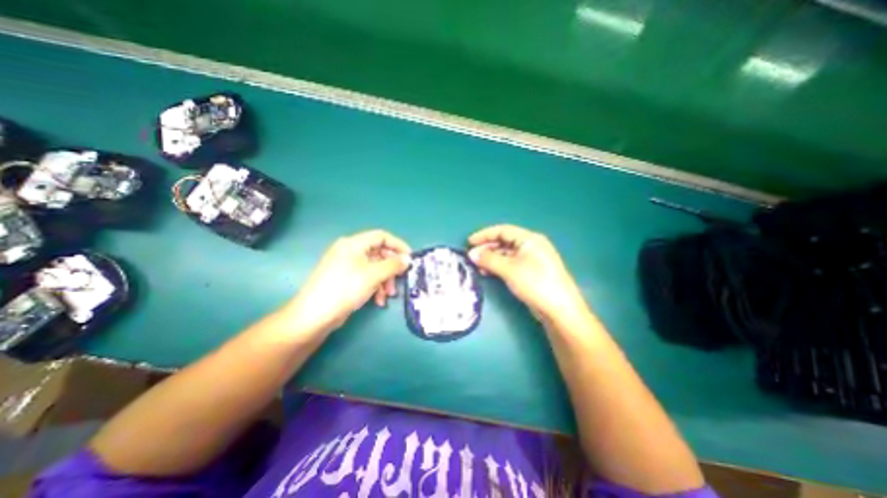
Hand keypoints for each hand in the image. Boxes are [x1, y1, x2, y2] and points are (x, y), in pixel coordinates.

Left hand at [282, 231, 409, 336]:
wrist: (314, 316)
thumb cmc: (345, 289)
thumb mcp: (373, 275)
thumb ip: (393, 265)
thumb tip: (408, 259)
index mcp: (354, 244)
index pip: (381, 236)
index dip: (398, 245)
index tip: (410, 258)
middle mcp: (350, 251)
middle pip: (379, 253)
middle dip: (391, 268)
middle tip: (400, 279)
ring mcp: (347, 266)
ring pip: (374, 267)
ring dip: (385, 280)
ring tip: (389, 295)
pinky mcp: (346, 279)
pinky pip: (366, 278)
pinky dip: (375, 287)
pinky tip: (378, 301)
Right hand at [467, 223, 590, 323]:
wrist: (559, 309)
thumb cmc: (535, 283)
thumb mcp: (509, 269)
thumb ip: (488, 259)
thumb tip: (471, 253)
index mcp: (529, 239)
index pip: (503, 230)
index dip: (485, 234)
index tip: (469, 242)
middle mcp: (531, 246)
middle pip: (504, 241)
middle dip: (487, 247)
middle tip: (472, 255)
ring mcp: (532, 260)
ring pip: (506, 254)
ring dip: (491, 258)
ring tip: (477, 266)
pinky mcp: (531, 272)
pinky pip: (510, 264)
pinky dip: (498, 266)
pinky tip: (488, 272)